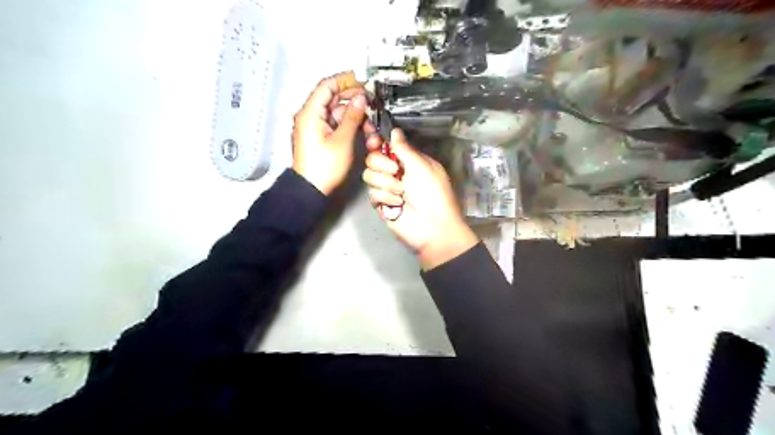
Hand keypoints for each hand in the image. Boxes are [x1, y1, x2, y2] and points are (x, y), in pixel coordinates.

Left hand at [293, 72, 380, 195]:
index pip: (327, 86)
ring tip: (368, 122)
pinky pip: (334, 123)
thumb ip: (353, 117)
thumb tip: (360, 99)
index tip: (362, 82)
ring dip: (352, 114)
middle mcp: (310, 116)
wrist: (311, 189)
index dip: (345, 81)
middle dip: (352, 99)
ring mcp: (314, 126)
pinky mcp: (318, 136)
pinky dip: (347, 124)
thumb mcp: (343, 140)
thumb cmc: (324, 167)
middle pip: (332, 98)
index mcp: (310, 113)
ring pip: (335, 111)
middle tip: (370, 101)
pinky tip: (360, 130)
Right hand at [363, 127, 478, 269]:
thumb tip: (394, 131)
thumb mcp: (421, 166)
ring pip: (369, 175)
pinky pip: (372, 193)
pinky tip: (398, 205)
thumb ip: (404, 148)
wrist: (432, 225)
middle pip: (372, 158)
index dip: (376, 142)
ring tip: (401, 193)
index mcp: (408, 160)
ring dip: (386, 183)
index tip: (374, 141)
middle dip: (382, 164)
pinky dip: (385, 198)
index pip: (385, 145)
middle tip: (396, 172)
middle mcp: (395, 171)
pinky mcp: (381, 203)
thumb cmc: (432, 192)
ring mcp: (387, 188)